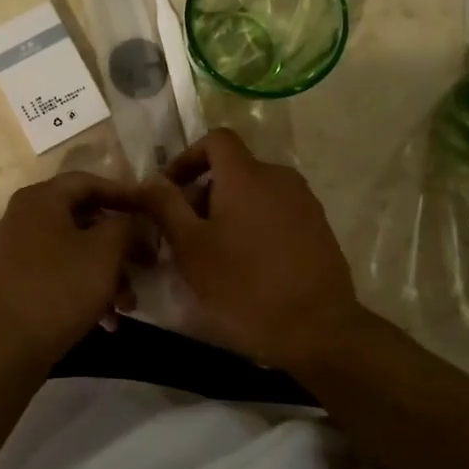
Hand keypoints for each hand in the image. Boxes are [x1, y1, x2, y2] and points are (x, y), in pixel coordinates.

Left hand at [0, 171, 143, 369]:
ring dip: (107, 274)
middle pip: (84, 219)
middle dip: (120, 245)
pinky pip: (58, 274)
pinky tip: (107, 320)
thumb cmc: (58, 289)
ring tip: (128, 305)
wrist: (4, 349)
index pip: (89, 182)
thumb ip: (127, 226)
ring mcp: (16, 251)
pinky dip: (84, 289)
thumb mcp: (104, 252)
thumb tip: (136, 220)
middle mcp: (23, 217)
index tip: (152, 212)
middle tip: (148, 264)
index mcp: (40, 199)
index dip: (124, 194)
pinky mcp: (15, 282)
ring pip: (74, 251)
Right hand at [136, 129, 363, 369]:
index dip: (188, 157)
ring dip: (229, 212)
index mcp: (246, 175)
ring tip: (213, 254)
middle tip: (184, 235)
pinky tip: (247, 265)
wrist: (317, 328)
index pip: (216, 140)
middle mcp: (279, 178)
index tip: (170, 190)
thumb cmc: (244, 285)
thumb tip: (149, 181)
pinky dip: (255, 226)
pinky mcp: (319, 228)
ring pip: (255, 194)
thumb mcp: (191, 248)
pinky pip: (277, 213)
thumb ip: (166, 207)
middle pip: (234, 170)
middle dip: (204, 194)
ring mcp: (304, 202)